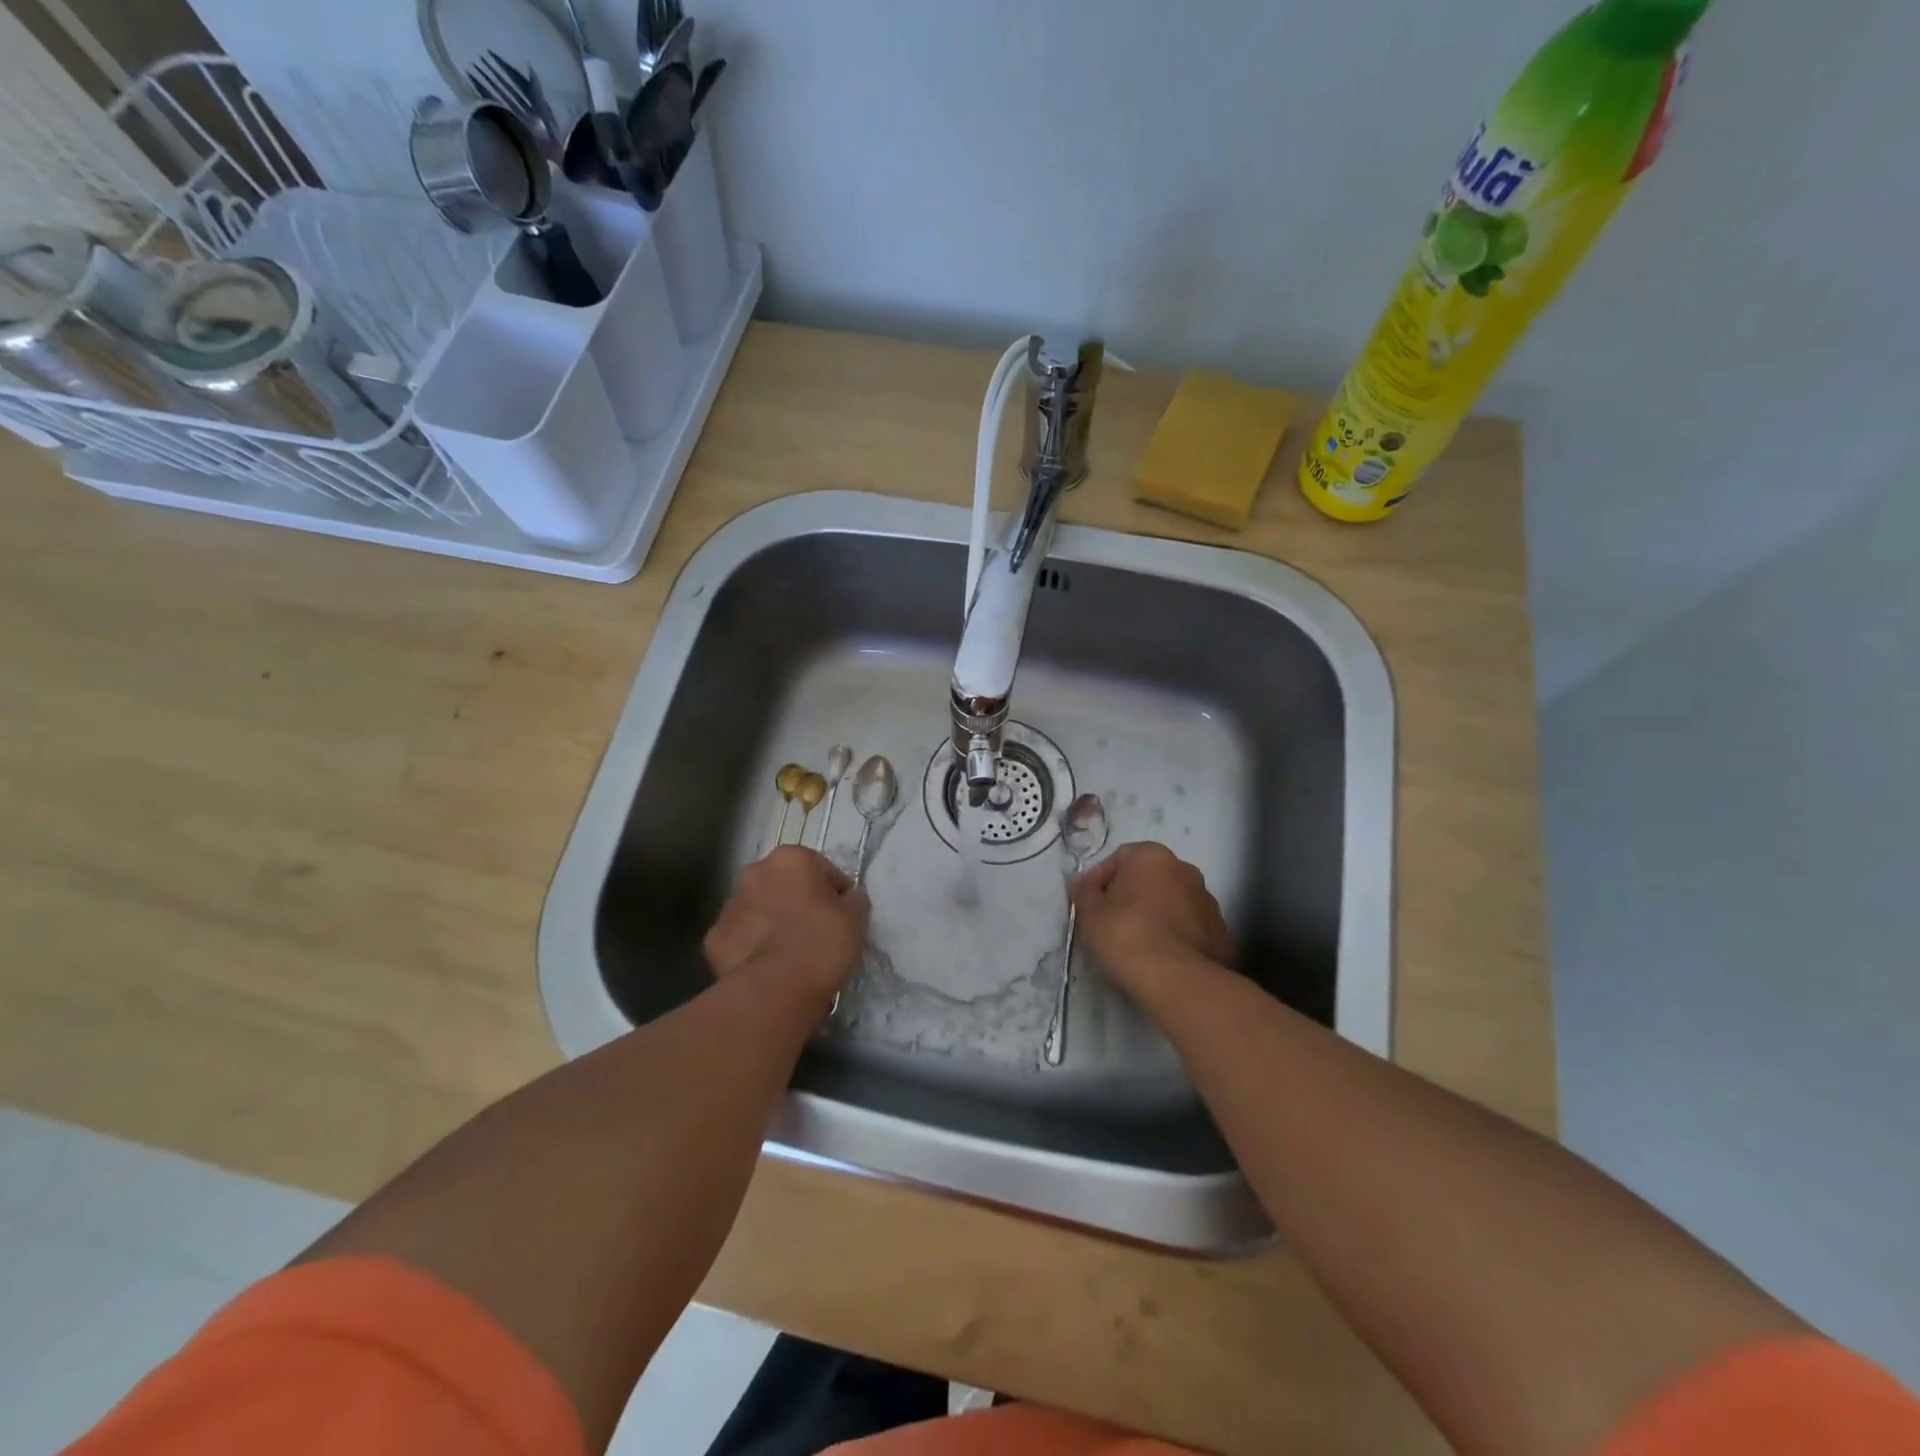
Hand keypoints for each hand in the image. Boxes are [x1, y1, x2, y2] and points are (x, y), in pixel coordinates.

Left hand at [704, 846, 869, 1011]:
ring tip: (790, 953)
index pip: (821, 868)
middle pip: (783, 884)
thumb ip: (853, 899)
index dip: (835, 892)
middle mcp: (754, 872)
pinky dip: (752, 947)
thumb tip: (848, 898)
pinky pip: (741, 937)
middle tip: (815, 932)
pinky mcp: (714, 939)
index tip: (842, 916)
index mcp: (790, 858)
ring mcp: (729, 905)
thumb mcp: (857, 918)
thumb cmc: (822, 943)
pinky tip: (767, 966)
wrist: (776, 989)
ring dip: (772, 922)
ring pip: (758, 908)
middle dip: (797, 901)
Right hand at [1071, 842, 1233, 1006]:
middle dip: (1130, 895)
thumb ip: (1083, 892)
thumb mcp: (1090, 913)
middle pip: (1148, 878)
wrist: (1177, 980)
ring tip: (1137, 943)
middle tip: (1111, 922)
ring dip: (1155, 914)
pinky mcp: (1221, 932)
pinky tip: (1161, 957)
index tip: (1088, 905)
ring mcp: (1208, 901)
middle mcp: (1185, 869)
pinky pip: (1189, 927)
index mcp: (1152, 856)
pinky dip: (1175, 935)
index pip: (1118, 858)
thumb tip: (1080, 882)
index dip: (1099, 881)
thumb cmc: (1126, 935)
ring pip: (1172, 902)